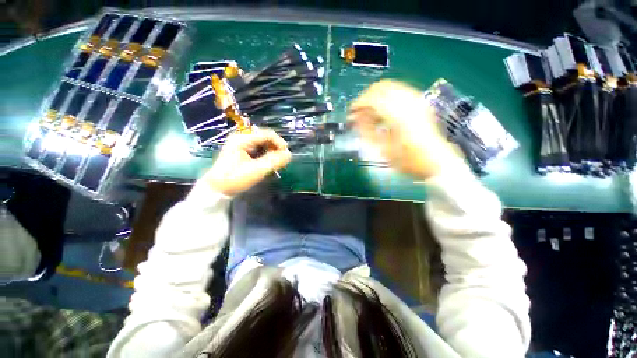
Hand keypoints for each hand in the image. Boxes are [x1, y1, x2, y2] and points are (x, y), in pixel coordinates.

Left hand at [199, 129, 291, 195]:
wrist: (216, 189)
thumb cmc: (235, 179)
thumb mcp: (256, 170)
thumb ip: (274, 161)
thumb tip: (289, 155)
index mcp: (243, 139)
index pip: (267, 134)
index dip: (280, 143)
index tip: (287, 155)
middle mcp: (242, 138)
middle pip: (265, 138)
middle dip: (276, 148)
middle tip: (282, 160)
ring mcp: (241, 144)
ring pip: (263, 144)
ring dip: (272, 152)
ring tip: (277, 163)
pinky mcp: (242, 152)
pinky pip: (259, 149)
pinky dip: (266, 155)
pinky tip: (269, 163)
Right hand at [349, 79, 463, 179]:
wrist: (437, 161)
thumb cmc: (409, 160)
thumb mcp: (384, 150)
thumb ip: (368, 132)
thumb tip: (355, 119)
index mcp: (399, 115)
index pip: (373, 99)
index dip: (358, 104)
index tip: (351, 113)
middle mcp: (408, 102)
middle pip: (381, 87)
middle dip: (366, 97)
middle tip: (358, 112)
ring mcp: (417, 100)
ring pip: (391, 86)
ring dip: (376, 96)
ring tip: (369, 112)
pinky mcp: (420, 103)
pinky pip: (399, 91)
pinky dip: (387, 97)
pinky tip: (383, 110)